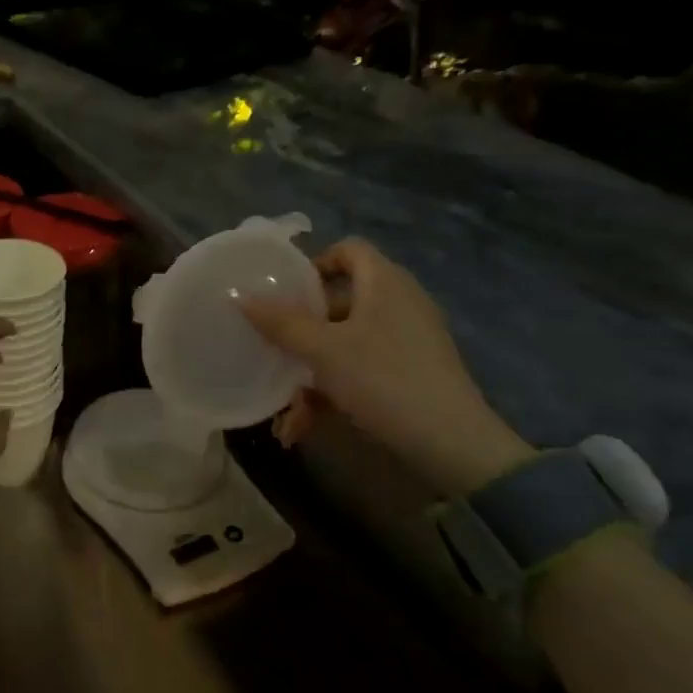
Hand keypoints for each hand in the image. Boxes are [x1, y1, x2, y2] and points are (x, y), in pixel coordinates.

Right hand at [239, 239, 535, 495]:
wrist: (452, 443)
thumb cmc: (382, 378)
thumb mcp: (323, 350)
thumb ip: (281, 323)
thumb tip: (240, 297)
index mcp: (384, 282)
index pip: (348, 249)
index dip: (314, 264)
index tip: (284, 292)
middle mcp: (399, 303)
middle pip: (340, 302)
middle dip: (302, 332)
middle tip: (274, 349)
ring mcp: (408, 340)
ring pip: (346, 344)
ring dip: (311, 373)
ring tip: (286, 411)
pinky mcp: (412, 373)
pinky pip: (362, 370)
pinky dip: (334, 392)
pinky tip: (306, 427)